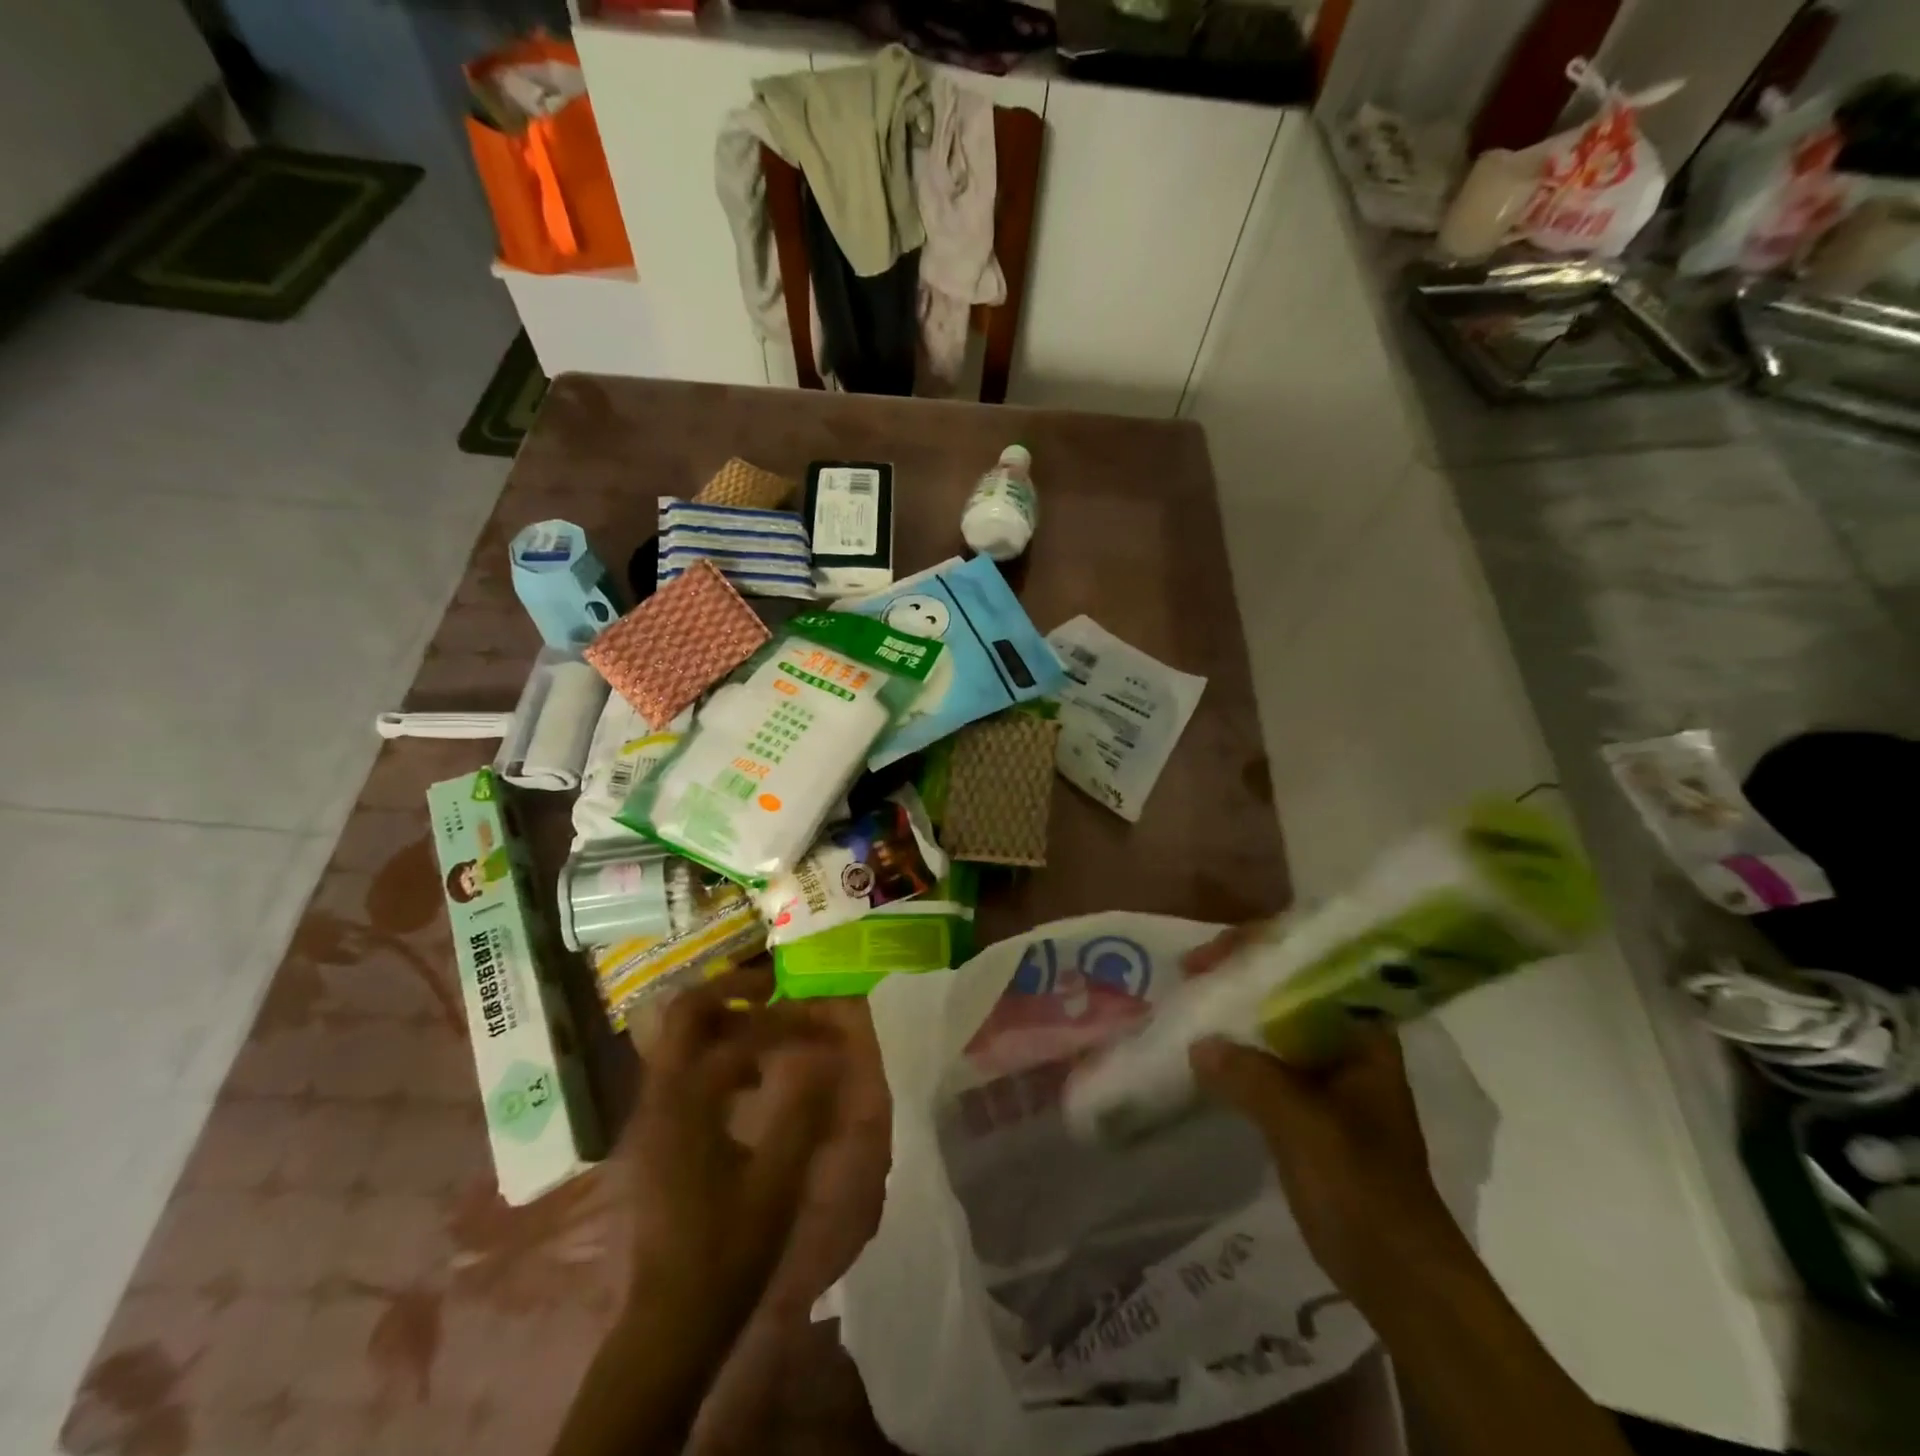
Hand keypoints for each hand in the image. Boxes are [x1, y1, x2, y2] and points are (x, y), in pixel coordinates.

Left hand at [626, 969, 839, 1346]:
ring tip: (772, 1025)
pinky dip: (717, 1052)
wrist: (670, 1320)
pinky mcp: (657, 1131)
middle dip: (734, 991)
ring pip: (681, 1037)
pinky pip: (684, 1066)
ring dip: (725, 1019)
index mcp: (687, 1101)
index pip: (741, 1034)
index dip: (790, 1024)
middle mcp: (661, 1094)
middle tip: (779, 991)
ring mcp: (653, 1113)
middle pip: (685, 1012)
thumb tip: (829, 1053)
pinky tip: (752, 1077)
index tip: (828, 1027)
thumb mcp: (777, 1180)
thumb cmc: (727, 1250)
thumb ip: (803, 1109)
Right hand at [1182, 928, 1469, 1309]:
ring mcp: (1327, 1074)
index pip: (1312, 964)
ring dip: (1234, 1009)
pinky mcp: (1307, 1105)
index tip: (1212, 958)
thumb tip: (1199, 1045)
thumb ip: (1252, 1078)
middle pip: (1289, 986)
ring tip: (1190, 999)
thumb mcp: (1306, 1127)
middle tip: (1191, 973)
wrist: (1397, 1275)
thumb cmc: (1363, 1189)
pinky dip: (1235, 1049)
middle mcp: (1346, 1042)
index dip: (1261, 949)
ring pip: (1274, 1022)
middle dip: (1240, 974)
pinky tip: (1202, 1049)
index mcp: (1363, 1034)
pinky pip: (1265, 1058)